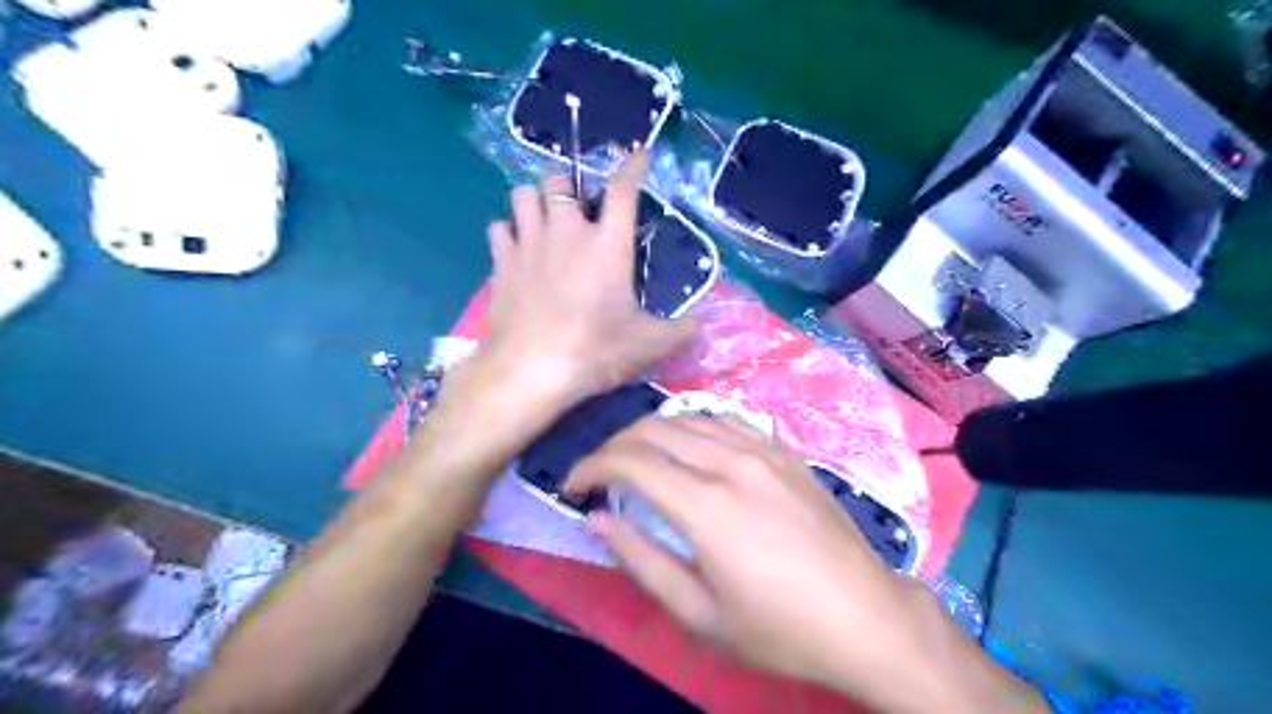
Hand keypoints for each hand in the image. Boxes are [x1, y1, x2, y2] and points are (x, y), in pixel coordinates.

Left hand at [480, 153, 693, 416]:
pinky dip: (508, 232)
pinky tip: (516, 249)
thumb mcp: (648, 345)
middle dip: (568, 187)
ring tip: (544, 221)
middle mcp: (566, 232)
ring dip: (534, 200)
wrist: (530, 371)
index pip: (623, 189)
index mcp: (608, 245)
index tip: (640, 155)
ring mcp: (528, 244)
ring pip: (522, 194)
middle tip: (577, 210)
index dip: (633, 166)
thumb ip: (680, 332)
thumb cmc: (594, 351)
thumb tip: (704, 325)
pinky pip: (498, 228)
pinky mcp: (500, 263)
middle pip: (558, 181)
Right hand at [559, 416, 1047, 709]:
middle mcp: (731, 463)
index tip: (573, 485)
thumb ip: (642, 560)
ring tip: (638, 459)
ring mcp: (762, 451)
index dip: (591, 466)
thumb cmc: (779, 627)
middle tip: (599, 473)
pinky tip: (689, 448)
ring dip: (652, 432)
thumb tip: (598, 519)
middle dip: (615, 445)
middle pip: (655, 429)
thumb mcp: (700, 614)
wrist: (864, 617)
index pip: (631, 460)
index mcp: (706, 505)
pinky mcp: (784, 452)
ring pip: (689, 417)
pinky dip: (694, 426)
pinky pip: (726, 421)